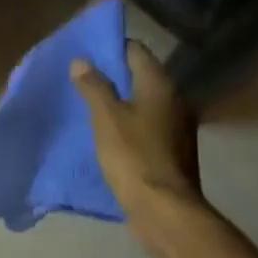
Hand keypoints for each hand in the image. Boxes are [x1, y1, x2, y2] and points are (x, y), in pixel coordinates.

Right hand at [70, 40, 204, 216]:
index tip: (86, 53)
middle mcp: (175, 100)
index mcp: (160, 85)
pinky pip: (146, 124)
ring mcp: (176, 126)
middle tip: (81, 78)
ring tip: (89, 104)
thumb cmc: (134, 156)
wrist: (164, 210)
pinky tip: (107, 132)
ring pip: (143, 102)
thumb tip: (81, 61)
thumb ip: (94, 87)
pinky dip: (128, 122)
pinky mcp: (172, 149)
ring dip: (119, 101)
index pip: (136, 50)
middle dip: (112, 75)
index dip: (111, 47)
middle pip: (140, 76)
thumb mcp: (106, 118)